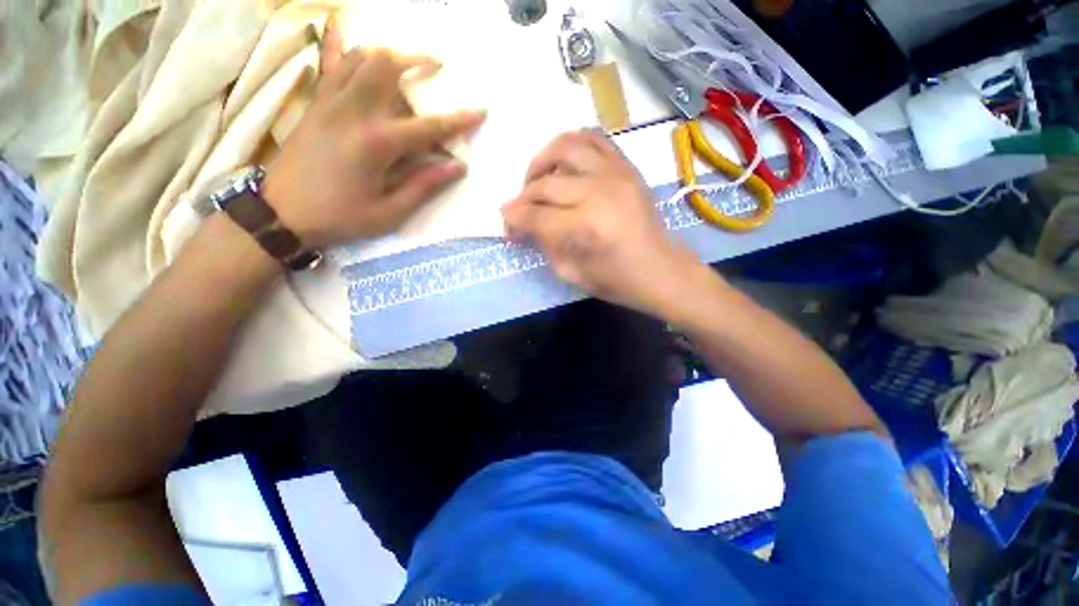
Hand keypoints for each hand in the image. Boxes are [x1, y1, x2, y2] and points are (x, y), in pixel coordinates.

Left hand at [264, 20, 485, 247]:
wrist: (281, 213)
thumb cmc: (340, 217)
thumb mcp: (389, 212)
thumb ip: (423, 186)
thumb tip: (456, 167)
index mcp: (377, 143)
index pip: (428, 126)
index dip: (458, 120)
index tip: (480, 111)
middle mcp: (354, 112)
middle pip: (387, 67)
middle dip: (416, 60)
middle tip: (435, 66)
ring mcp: (330, 102)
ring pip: (359, 57)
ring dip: (386, 52)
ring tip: (404, 59)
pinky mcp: (315, 103)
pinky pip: (328, 64)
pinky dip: (339, 44)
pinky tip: (344, 29)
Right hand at [502, 130, 702, 316]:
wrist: (662, 271)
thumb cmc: (618, 281)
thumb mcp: (572, 273)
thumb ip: (544, 244)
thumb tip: (526, 223)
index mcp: (585, 226)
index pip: (534, 216)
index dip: (513, 221)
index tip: (509, 228)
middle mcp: (599, 192)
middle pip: (544, 184)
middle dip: (521, 199)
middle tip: (519, 212)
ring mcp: (616, 173)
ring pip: (565, 146)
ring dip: (541, 161)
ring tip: (538, 180)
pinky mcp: (628, 167)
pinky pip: (594, 138)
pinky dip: (572, 145)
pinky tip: (565, 165)